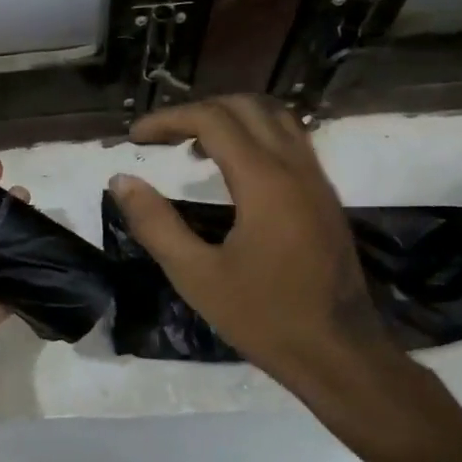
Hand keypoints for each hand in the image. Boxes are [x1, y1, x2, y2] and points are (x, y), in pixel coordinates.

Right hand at [108, 97, 412, 431]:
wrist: (340, 355)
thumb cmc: (264, 317)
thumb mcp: (195, 275)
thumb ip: (155, 223)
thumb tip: (121, 180)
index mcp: (265, 182)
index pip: (213, 120)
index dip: (168, 120)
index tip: (135, 138)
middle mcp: (296, 168)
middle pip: (246, 107)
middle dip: (198, 111)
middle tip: (162, 137)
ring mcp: (317, 181)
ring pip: (275, 118)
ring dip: (230, 119)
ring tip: (193, 146)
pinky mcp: (325, 198)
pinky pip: (290, 141)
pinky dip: (254, 136)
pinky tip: (231, 171)